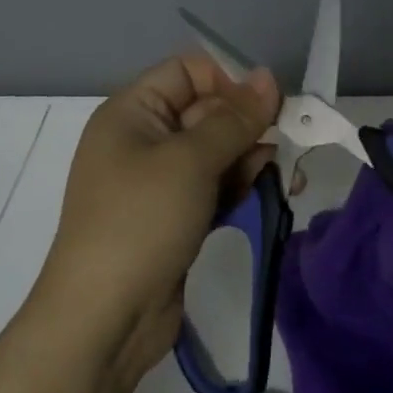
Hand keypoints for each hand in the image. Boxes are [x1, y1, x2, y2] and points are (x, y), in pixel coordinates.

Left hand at [31, 54, 281, 392]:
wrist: (104, 319)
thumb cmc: (142, 221)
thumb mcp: (191, 161)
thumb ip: (234, 118)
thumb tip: (267, 77)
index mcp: (132, 112)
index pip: (187, 72)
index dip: (228, 81)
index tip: (268, 105)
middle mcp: (142, 139)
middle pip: (205, 111)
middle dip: (247, 123)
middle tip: (288, 139)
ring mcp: (158, 182)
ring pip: (214, 152)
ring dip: (250, 156)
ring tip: (287, 171)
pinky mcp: (174, 217)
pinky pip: (213, 186)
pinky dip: (239, 185)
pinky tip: (272, 189)